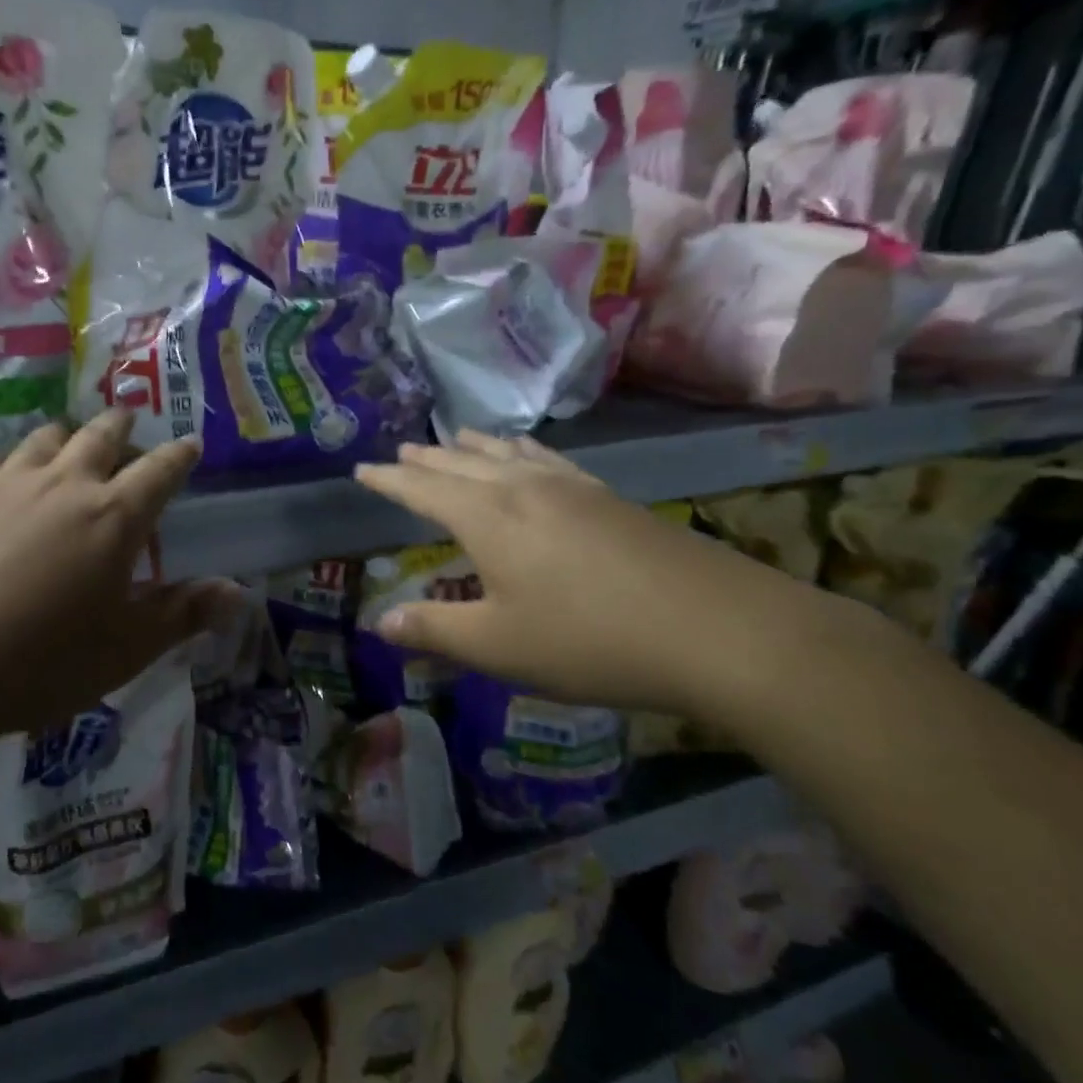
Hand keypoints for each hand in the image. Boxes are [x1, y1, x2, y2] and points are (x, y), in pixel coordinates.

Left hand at [0, 414, 239, 848]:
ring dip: (68, 434)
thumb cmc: (36, 664)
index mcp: (114, 518)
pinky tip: (5, 477)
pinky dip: (12, 461)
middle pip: (102, 436)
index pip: (160, 471)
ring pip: (47, 437)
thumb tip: (238, 592)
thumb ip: (182, 614)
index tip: (190, 444)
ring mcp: (7, 481)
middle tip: (130, 420)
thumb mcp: (122, 651)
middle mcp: (65, 483)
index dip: (180, 456)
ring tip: (72, 440)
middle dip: (123, 425)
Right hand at [354, 432, 820, 716]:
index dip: (388, 479)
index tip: (362, 469)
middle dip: (427, 457)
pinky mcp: (612, 500)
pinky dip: (525, 453)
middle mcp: (524, 490)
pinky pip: (551, 460)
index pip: (422, 488)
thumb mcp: (498, 646)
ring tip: (458, 436)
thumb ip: (434, 630)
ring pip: (509, 455)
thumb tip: (380, 621)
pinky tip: (533, 460)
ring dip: (474, 446)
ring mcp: (573, 489)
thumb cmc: (590, 640)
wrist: (720, 631)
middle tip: (402, 450)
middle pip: (462, 463)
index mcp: (487, 518)